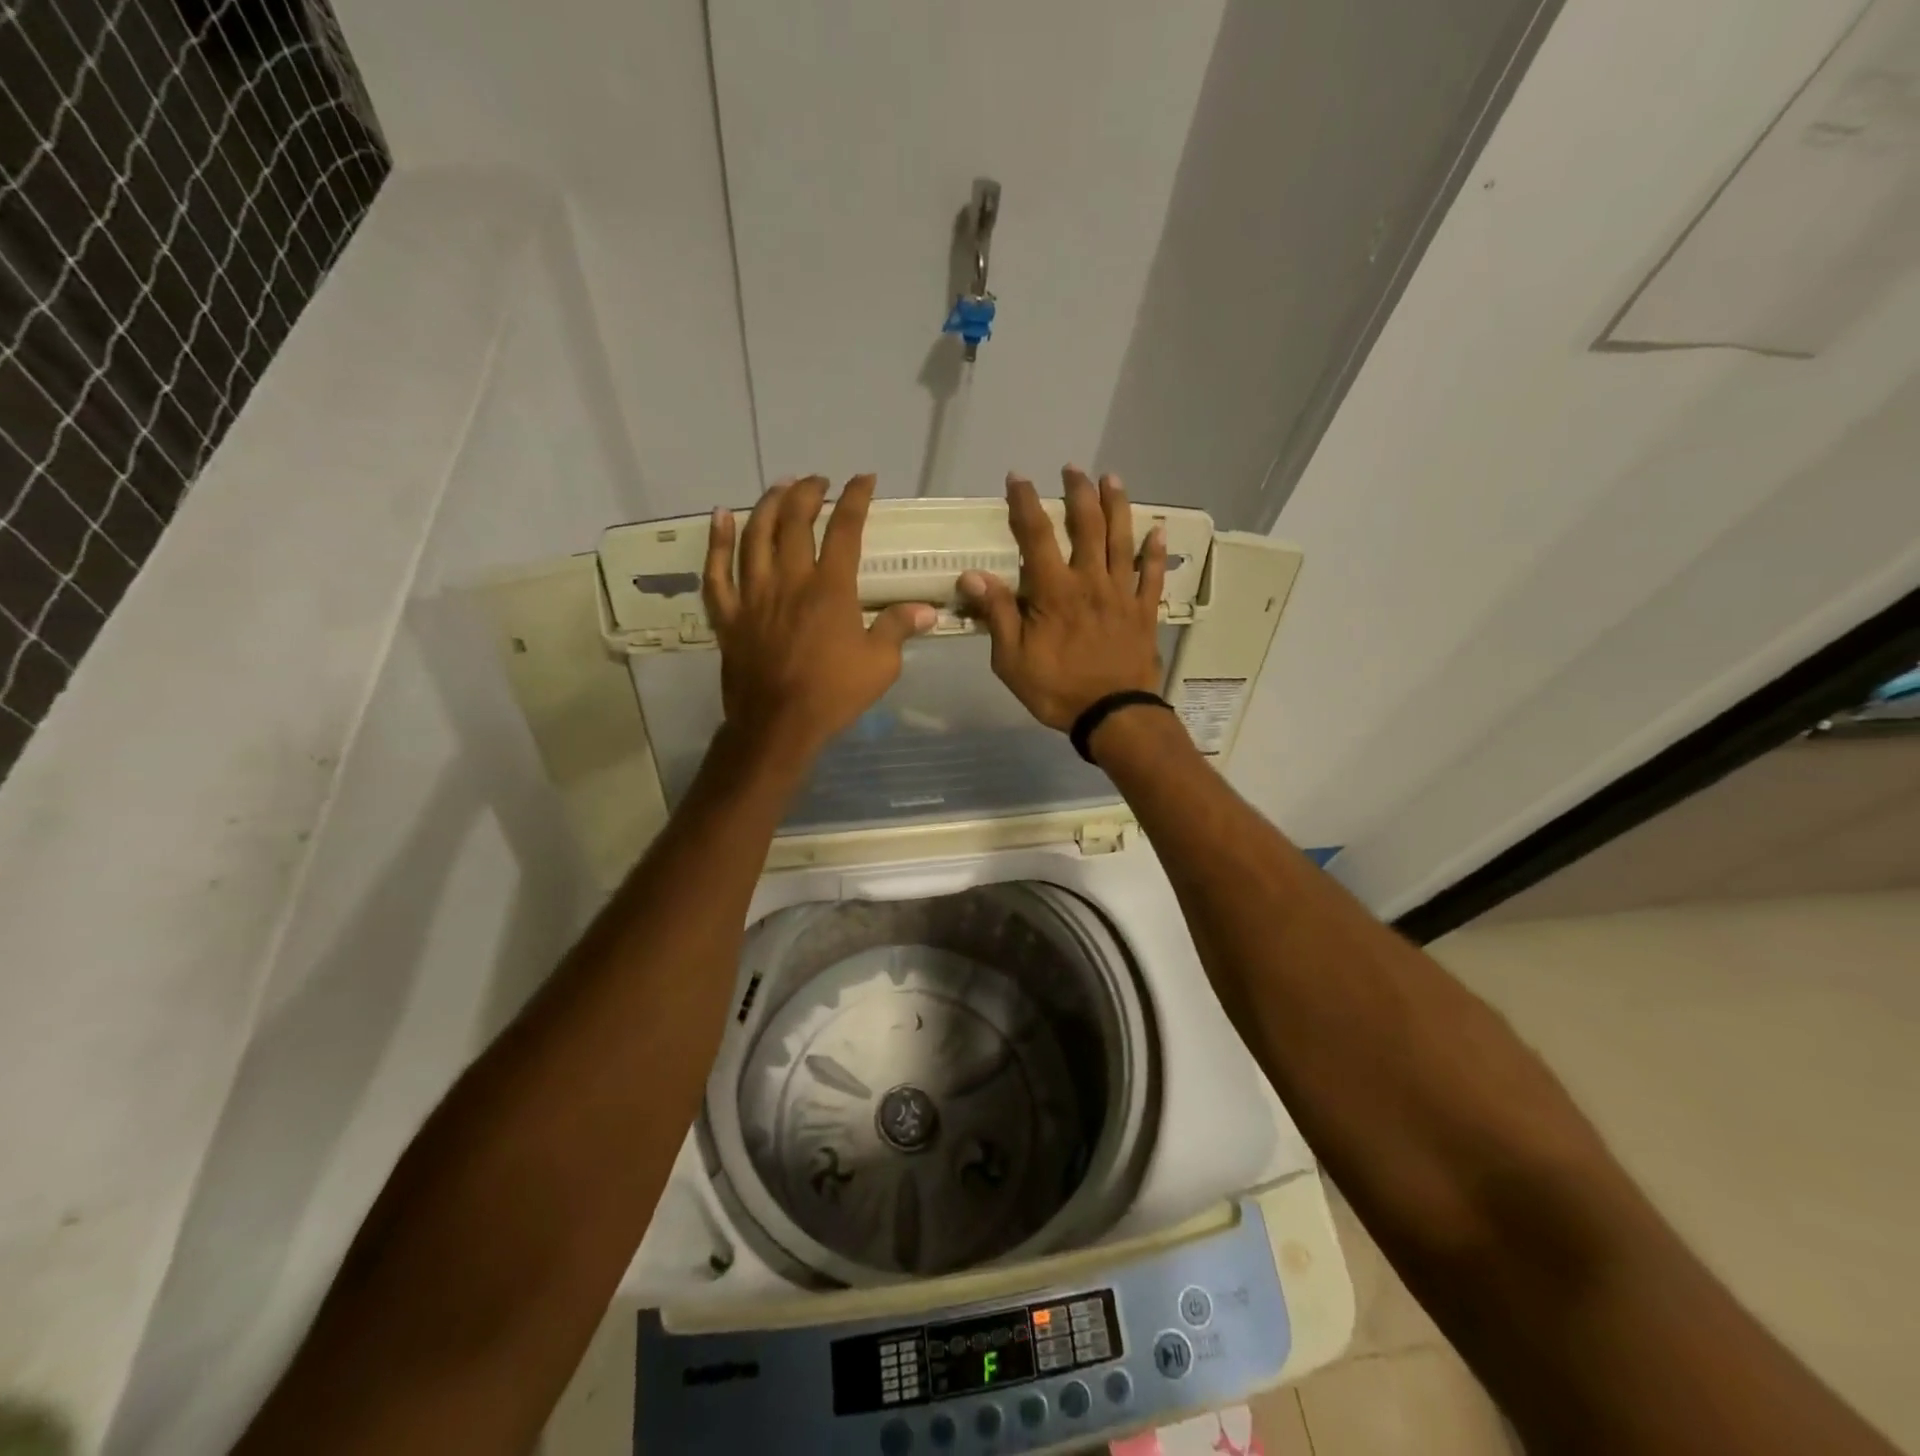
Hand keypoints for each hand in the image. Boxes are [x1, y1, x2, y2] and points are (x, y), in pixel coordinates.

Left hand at [704, 474, 934, 762]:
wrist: (779, 725)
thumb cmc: (833, 694)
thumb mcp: (881, 664)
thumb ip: (900, 628)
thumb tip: (928, 609)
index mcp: (830, 588)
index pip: (845, 529)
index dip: (855, 498)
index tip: (864, 479)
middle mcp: (789, 580)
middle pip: (793, 521)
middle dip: (807, 492)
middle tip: (817, 481)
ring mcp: (753, 595)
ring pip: (754, 536)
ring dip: (767, 505)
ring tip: (779, 487)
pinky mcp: (729, 615)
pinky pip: (716, 572)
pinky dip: (717, 542)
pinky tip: (720, 517)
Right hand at [958, 467, 1166, 730]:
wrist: (1112, 715)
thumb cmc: (1056, 689)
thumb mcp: (1012, 660)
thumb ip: (998, 614)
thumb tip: (973, 576)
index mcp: (1055, 591)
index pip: (1036, 536)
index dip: (1025, 504)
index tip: (1018, 478)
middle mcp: (1091, 581)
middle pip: (1087, 526)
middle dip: (1078, 493)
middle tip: (1073, 469)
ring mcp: (1122, 594)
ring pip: (1122, 540)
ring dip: (1117, 506)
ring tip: (1112, 479)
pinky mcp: (1144, 611)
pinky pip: (1152, 575)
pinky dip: (1155, 551)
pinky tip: (1158, 529)